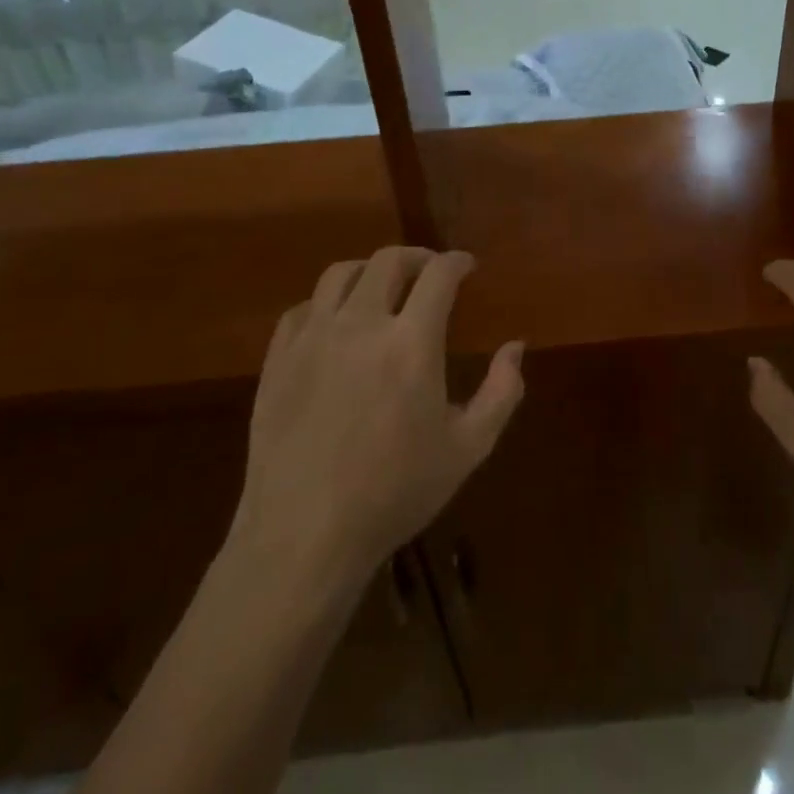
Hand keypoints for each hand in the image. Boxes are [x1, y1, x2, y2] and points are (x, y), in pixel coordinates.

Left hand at [229, 247, 523, 589]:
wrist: (304, 536)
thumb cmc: (395, 493)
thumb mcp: (468, 448)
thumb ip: (502, 391)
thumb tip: (516, 346)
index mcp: (411, 343)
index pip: (438, 274)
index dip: (457, 261)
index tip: (467, 266)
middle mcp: (361, 325)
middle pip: (388, 261)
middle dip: (417, 256)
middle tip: (431, 270)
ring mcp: (312, 339)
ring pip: (340, 274)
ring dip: (370, 270)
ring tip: (383, 286)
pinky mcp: (277, 360)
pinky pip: (302, 309)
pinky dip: (326, 303)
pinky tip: (336, 322)